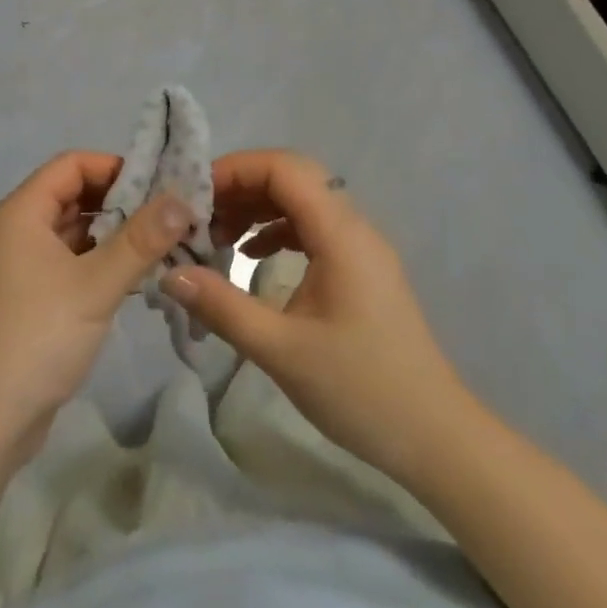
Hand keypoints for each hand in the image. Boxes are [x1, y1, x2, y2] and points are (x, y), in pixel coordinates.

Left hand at [0, 152, 194, 463]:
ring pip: (71, 234)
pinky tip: (132, 280)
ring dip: (111, 237)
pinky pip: (66, 265)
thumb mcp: (94, 286)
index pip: (71, 165)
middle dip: (119, 203)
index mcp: (20, 213)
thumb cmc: (35, 339)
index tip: (159, 185)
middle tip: (168, 217)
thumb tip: (181, 200)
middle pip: (72, 197)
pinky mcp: (24, 301)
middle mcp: (14, 231)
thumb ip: (140, 241)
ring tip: (161, 246)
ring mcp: (16, 268)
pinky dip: (96, 265)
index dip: (114, 167)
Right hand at [164, 150, 471, 481]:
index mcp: (341, 234)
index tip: (195, 194)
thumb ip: (223, 307)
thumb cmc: (361, 391)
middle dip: (241, 186)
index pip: (285, 169)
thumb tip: (170, 274)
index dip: (237, 169)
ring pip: (301, 201)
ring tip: (215, 234)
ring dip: (257, 207)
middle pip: (292, 177)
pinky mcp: (360, 269)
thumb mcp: (282, 351)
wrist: (436, 439)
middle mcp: (353, 227)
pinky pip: (312, 228)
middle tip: (198, 213)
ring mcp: (360, 248)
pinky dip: (276, 230)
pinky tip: (250, 256)